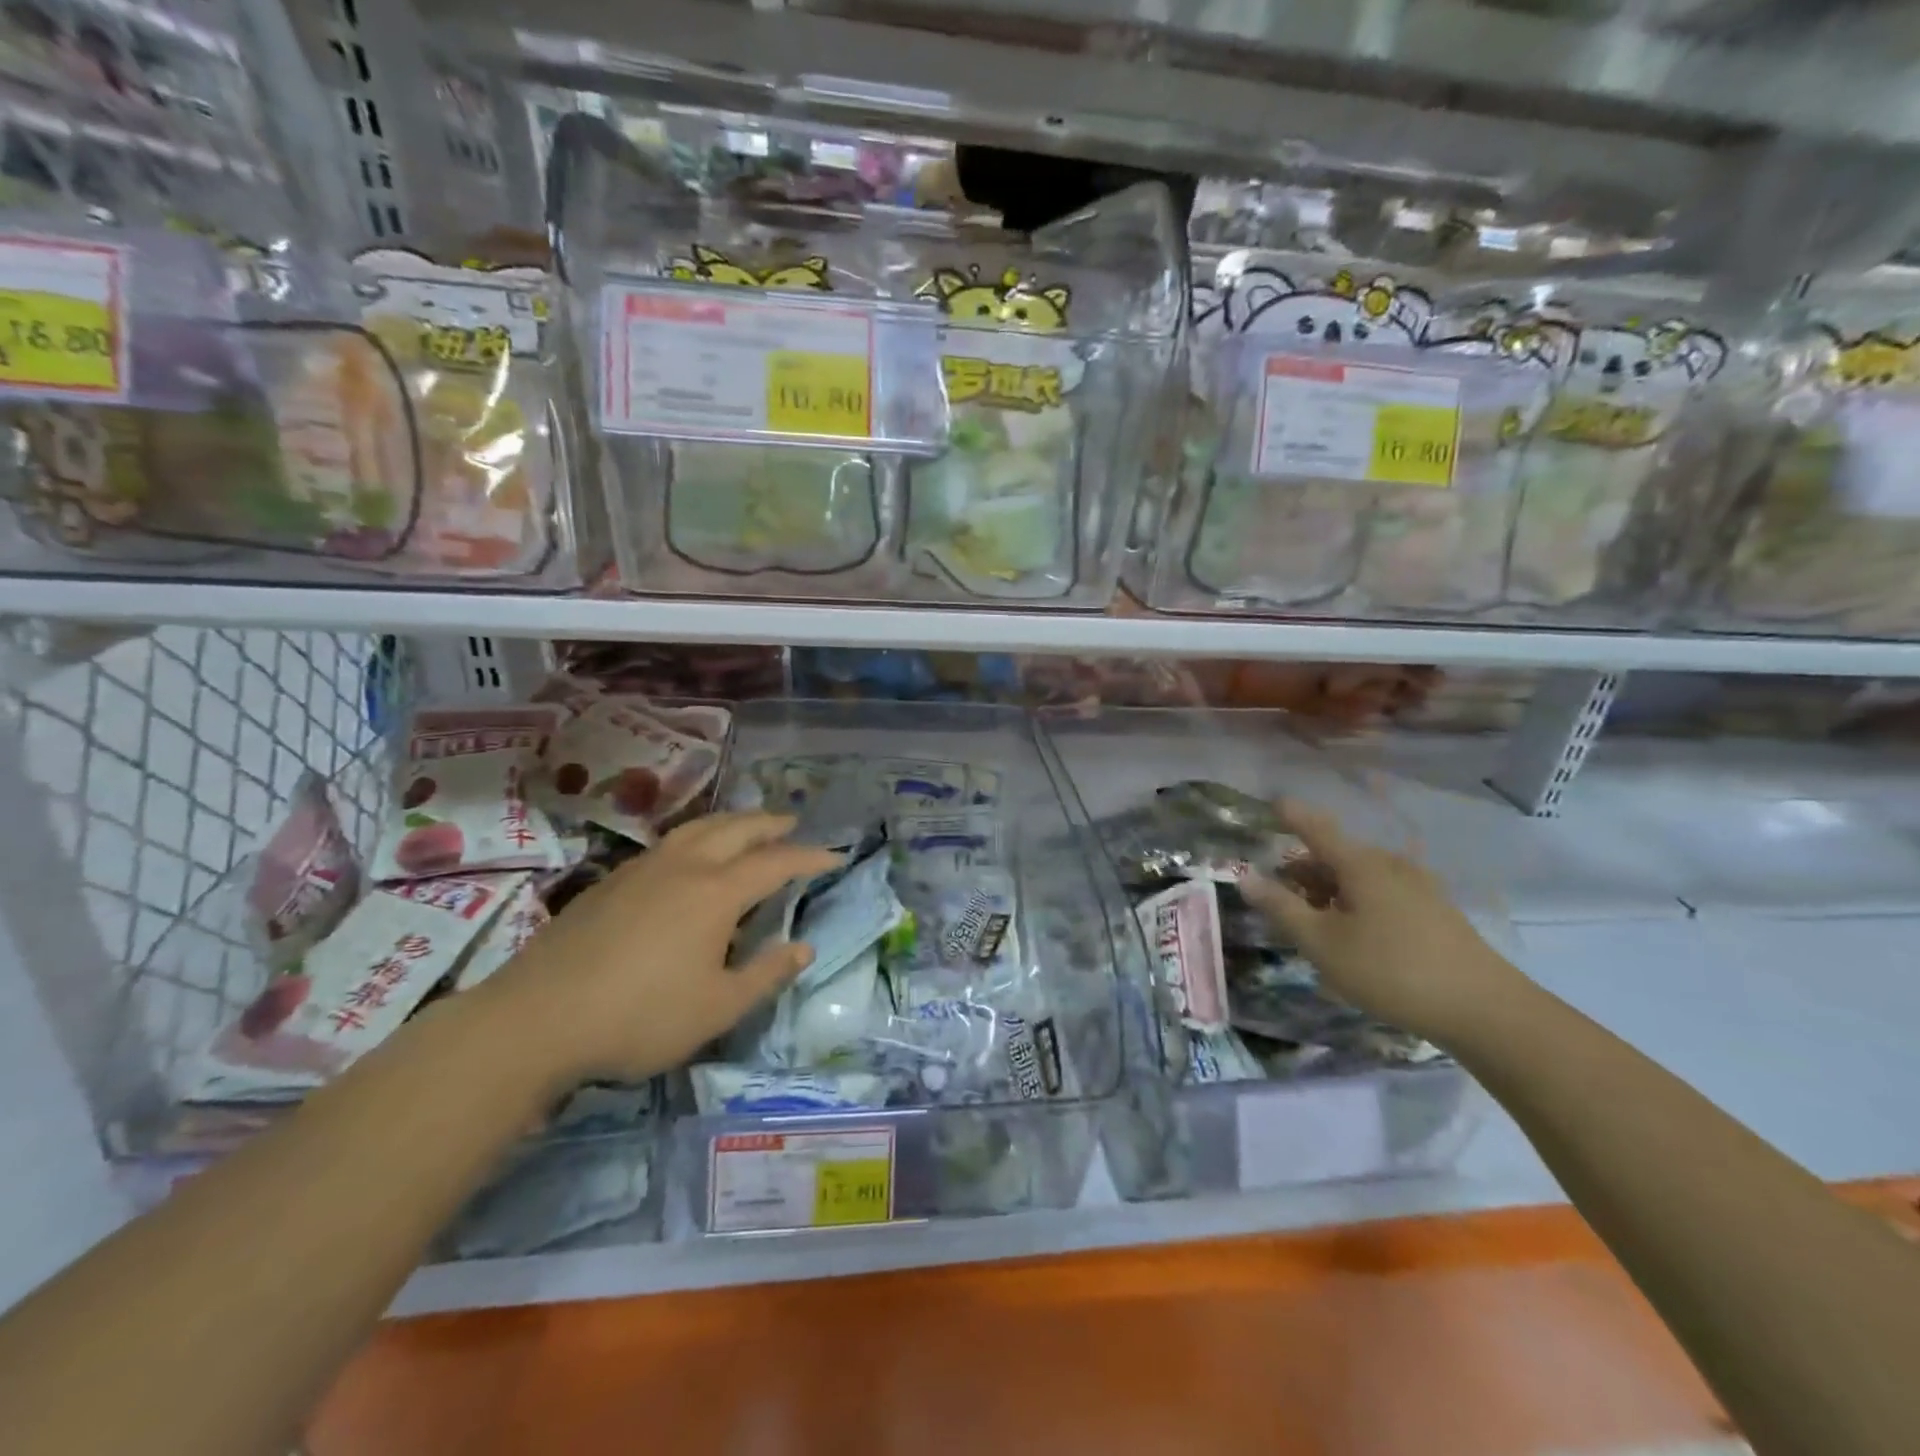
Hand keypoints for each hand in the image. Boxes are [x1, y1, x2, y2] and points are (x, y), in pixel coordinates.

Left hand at [473, 813, 840, 1086]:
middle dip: (770, 824)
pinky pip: (668, 842)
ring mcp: (642, 869)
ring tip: (746, 827)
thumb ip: (766, 974)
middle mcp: (683, 867)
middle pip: (736, 829)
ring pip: (697, 828)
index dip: (809, 857)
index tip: (834, 856)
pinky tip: (688, 856)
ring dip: (731, 821)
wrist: (536, 1019)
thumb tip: (803, 948)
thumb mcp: (717, 1008)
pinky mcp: (610, 881)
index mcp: (716, 892)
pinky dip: (696, 836)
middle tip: (793, 823)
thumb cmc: (639, 1017)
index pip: (776, 862)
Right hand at [1240, 799, 1523, 1046]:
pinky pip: (1382, 893)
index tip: (1272, 802)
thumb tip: (1245, 877)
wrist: (1485, 1010)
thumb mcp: (1323, 943)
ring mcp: (1419, 888)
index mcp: (1361, 865)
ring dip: (1330, 889)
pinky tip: (1352, 935)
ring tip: (1312, 920)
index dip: (1292, 815)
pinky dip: (1356, 901)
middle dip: (1305, 868)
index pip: (1317, 828)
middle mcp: (1390, 866)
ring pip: (1360, 876)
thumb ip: (1281, 908)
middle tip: (1280, 894)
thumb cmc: (1391, 971)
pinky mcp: (1435, 912)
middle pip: (1337, 855)